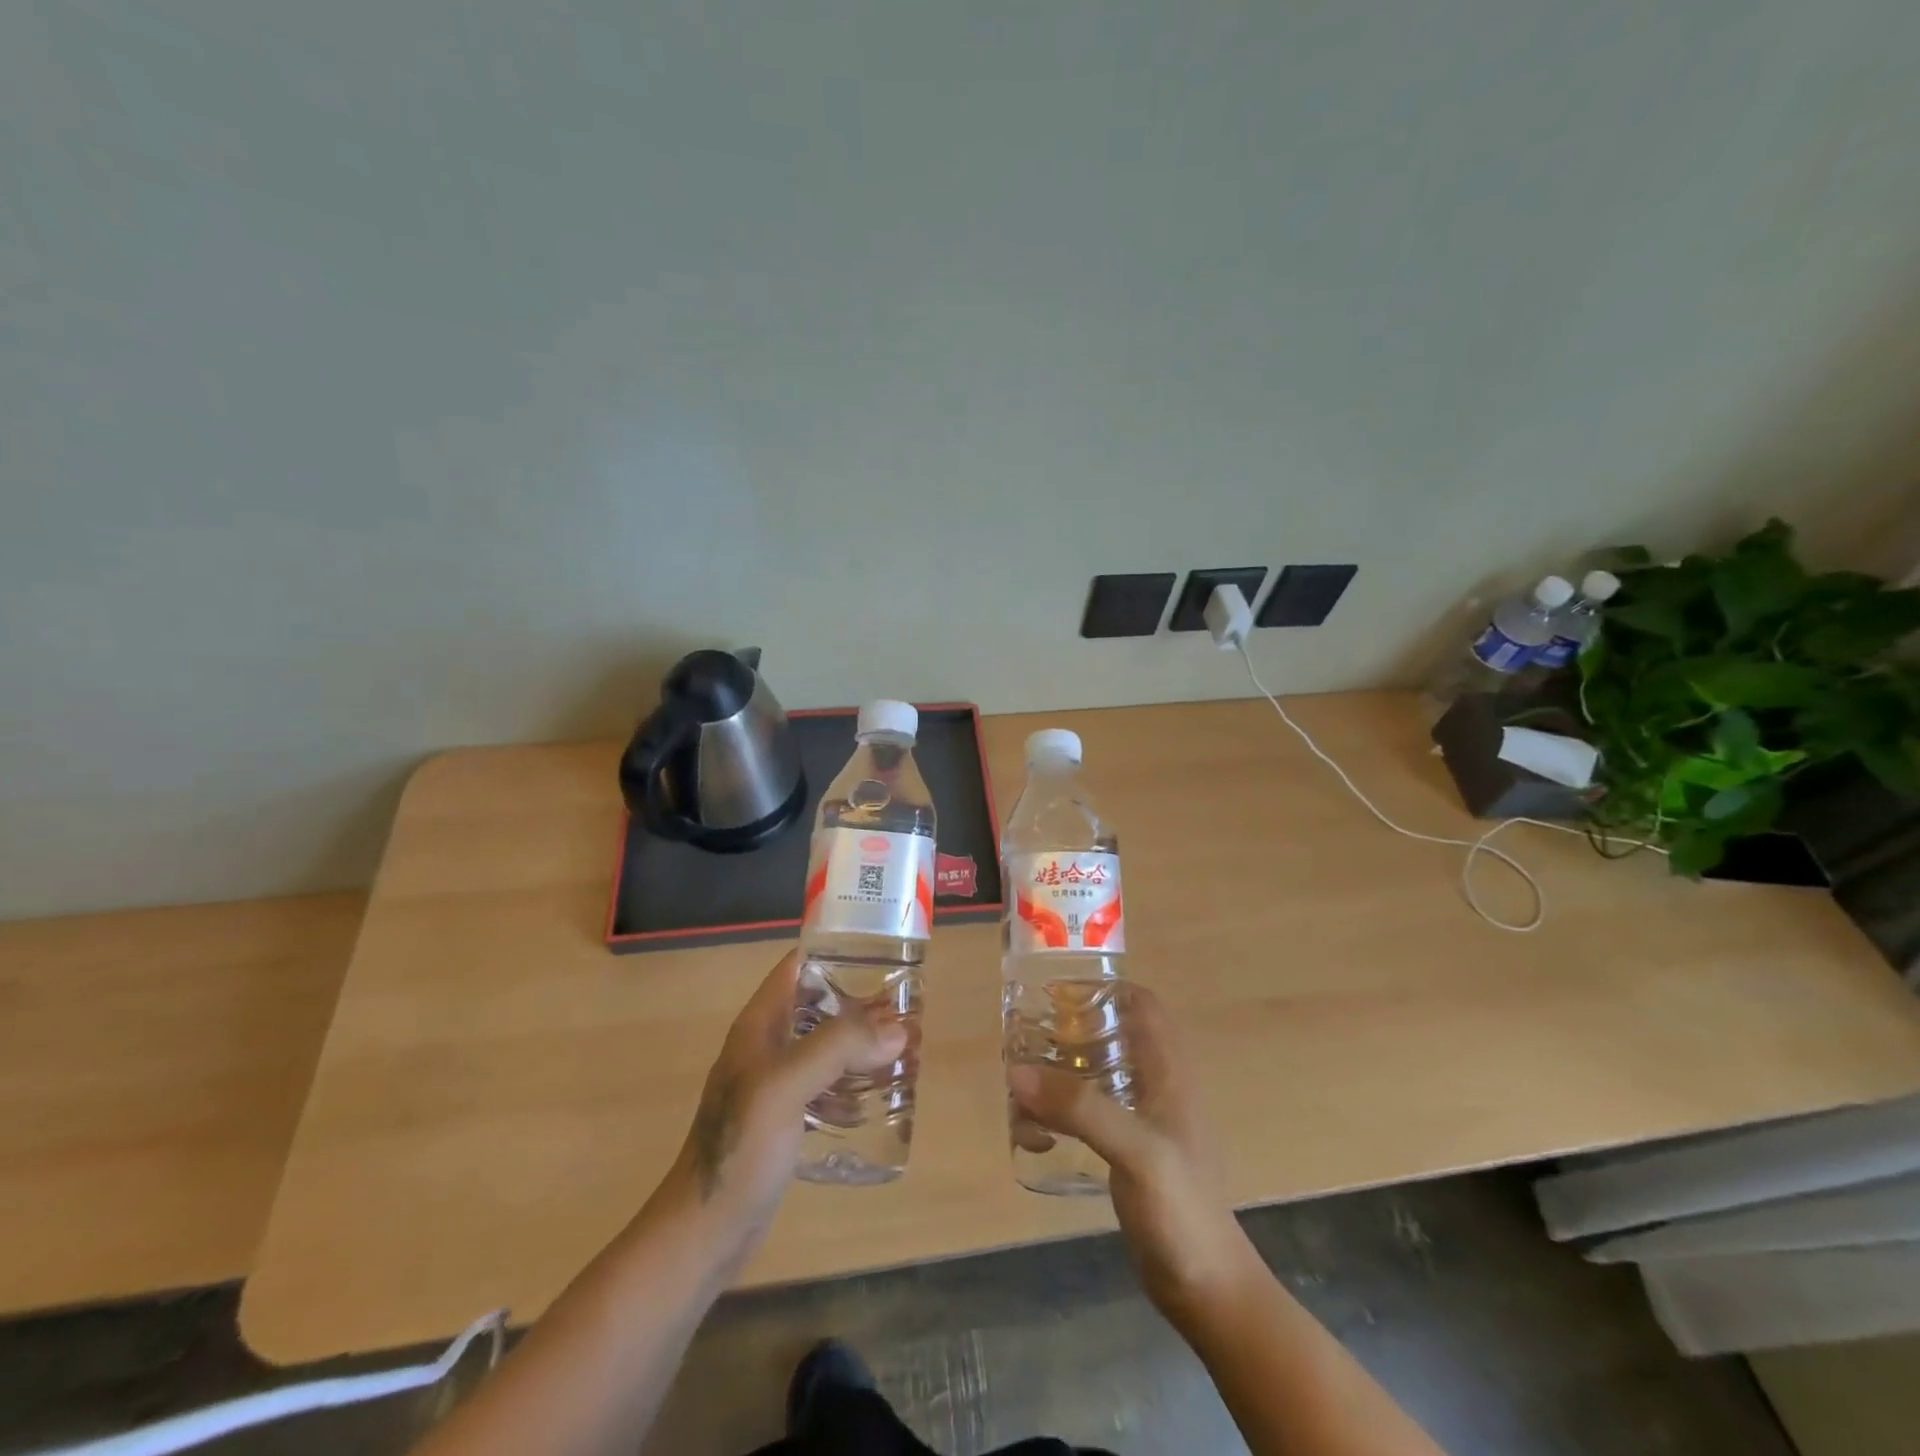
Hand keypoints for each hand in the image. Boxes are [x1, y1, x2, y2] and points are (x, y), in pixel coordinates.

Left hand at [660, 949, 906, 1267]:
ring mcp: (774, 1084)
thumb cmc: (739, 1149)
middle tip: (909, 1013)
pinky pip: (825, 1087)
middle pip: (820, 1007)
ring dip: (863, 1046)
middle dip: (863, 1007)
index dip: (839, 954)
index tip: (884, 957)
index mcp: (760, 1024)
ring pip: (827, 1048)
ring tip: (906, 1052)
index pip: (799, 967)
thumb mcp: (785, 1086)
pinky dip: (852, 1085)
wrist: (702, 1233)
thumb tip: (898, 1029)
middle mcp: (767, 1046)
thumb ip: (838, 1049)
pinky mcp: (784, 1119)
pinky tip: (878, 1099)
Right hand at [1008, 986, 1256, 1329]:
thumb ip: (1080, 1107)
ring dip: (1061, 1074)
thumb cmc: (1181, 1209)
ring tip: (1021, 1085)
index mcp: (1169, 1071)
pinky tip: (1036, 1135)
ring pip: (1097, 1074)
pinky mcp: (1129, 1152)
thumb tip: (1017, 1069)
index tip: (1055, 991)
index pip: (1141, 1004)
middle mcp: (1157, 1086)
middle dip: (1069, 1030)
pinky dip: (1062, 1113)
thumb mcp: (1134, 1150)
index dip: (1103, 988)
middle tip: (1026, 1038)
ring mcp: (1144, 1121)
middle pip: (1112, 1034)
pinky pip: (1090, 1115)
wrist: (1207, 1291)